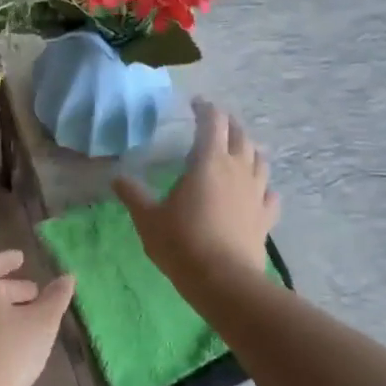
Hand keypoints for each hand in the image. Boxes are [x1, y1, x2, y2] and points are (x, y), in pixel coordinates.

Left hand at [0, 250, 75, 385]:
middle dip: (12, 288)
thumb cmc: (9, 352)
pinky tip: (14, 339)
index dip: (8, 260)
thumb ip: (55, 298)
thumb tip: (67, 277)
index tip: (23, 259)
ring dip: (4, 309)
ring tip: (30, 317)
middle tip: (35, 293)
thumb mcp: (41, 322)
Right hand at [114, 99, 279, 285]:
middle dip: (228, 124)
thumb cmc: (182, 243)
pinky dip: (263, 185)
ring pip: (259, 159)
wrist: (224, 281)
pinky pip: (269, 193)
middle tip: (215, 123)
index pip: (212, 121)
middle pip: (239, 135)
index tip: (195, 104)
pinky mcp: (266, 216)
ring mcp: (256, 192)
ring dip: (249, 149)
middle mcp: (237, 169)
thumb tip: (116, 177)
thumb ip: (132, 194)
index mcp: (208, 161)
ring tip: (239, 150)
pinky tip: (258, 190)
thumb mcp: (148, 218)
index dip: (205, 108)